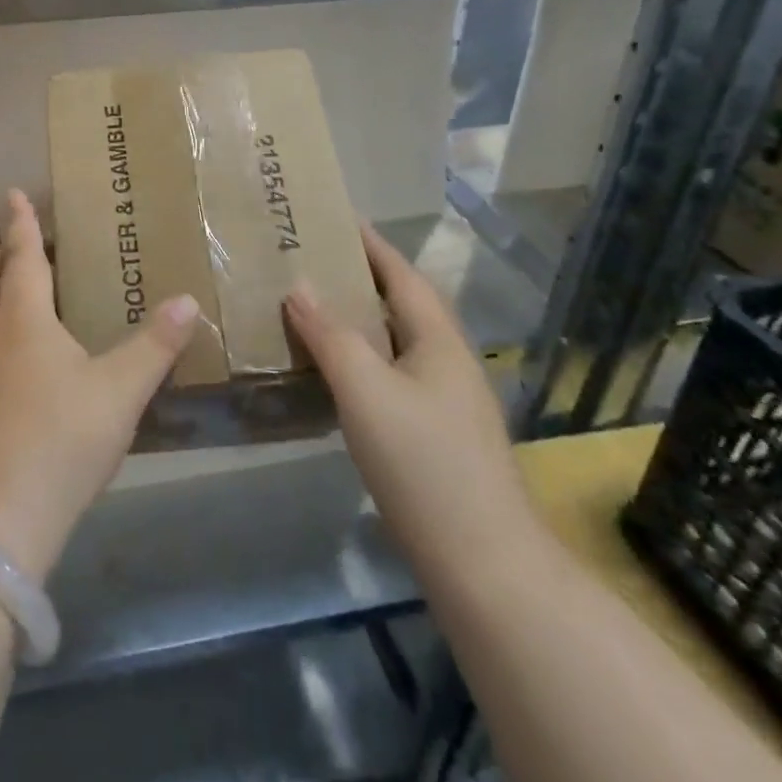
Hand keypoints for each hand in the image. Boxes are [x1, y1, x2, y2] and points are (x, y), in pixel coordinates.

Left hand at [0, 189, 198, 581]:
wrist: (3, 511)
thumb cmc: (62, 436)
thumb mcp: (120, 389)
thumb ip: (155, 345)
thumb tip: (187, 300)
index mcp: (24, 318)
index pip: (20, 256)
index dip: (20, 223)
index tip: (14, 193)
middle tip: (10, 243)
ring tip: (12, 287)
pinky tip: (17, 350)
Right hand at [284, 225, 541, 576]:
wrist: (484, 564)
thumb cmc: (424, 463)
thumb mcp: (367, 390)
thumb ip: (331, 335)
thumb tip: (298, 288)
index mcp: (438, 341)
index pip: (401, 274)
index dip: (370, 244)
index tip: (336, 216)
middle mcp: (447, 362)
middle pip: (400, 304)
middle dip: (360, 277)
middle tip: (310, 260)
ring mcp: (445, 402)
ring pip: (395, 342)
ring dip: (358, 319)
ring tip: (312, 306)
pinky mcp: (435, 435)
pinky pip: (391, 374)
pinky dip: (361, 358)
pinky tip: (333, 372)